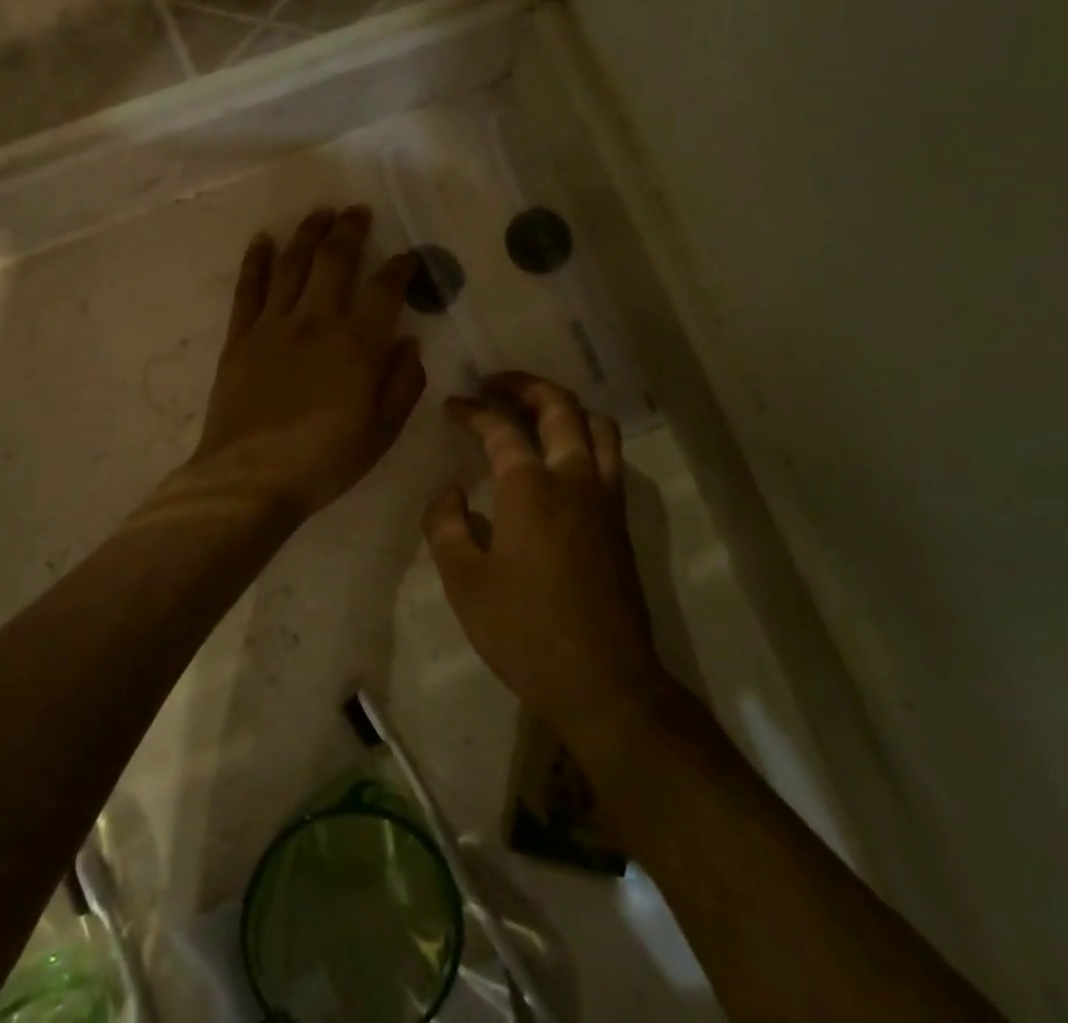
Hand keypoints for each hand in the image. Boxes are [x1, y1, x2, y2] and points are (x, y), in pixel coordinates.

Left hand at [190, 207, 425, 521]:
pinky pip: (248, 288)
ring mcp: (273, 325)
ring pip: (292, 263)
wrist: (249, 479)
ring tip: (320, 212)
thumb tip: (410, 343)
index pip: (385, 290)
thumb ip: (402, 384)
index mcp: (356, 345)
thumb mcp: (381, 433)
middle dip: (350, 230)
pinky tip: (262, 240)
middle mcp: (316, 321)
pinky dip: (256, 260)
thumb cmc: (324, 461)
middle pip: (334, 260)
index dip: (400, 268)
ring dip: (307, 233)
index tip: (408, 257)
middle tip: (357, 211)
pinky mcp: (240, 337)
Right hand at [424, 374, 666, 735]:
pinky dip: (585, 435)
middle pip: (559, 406)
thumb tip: (450, 492)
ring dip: (563, 406)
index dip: (473, 410)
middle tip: (494, 385)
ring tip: (533, 411)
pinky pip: (608, 454)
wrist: (604, 682)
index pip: (501, 428)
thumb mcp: (464, 583)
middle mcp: (573, 478)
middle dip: (524, 385)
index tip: (452, 406)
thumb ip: (446, 526)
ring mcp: (604, 497)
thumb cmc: (525, 631)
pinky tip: (561, 457)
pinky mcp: (620, 520)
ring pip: (596, 424)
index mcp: (531, 487)